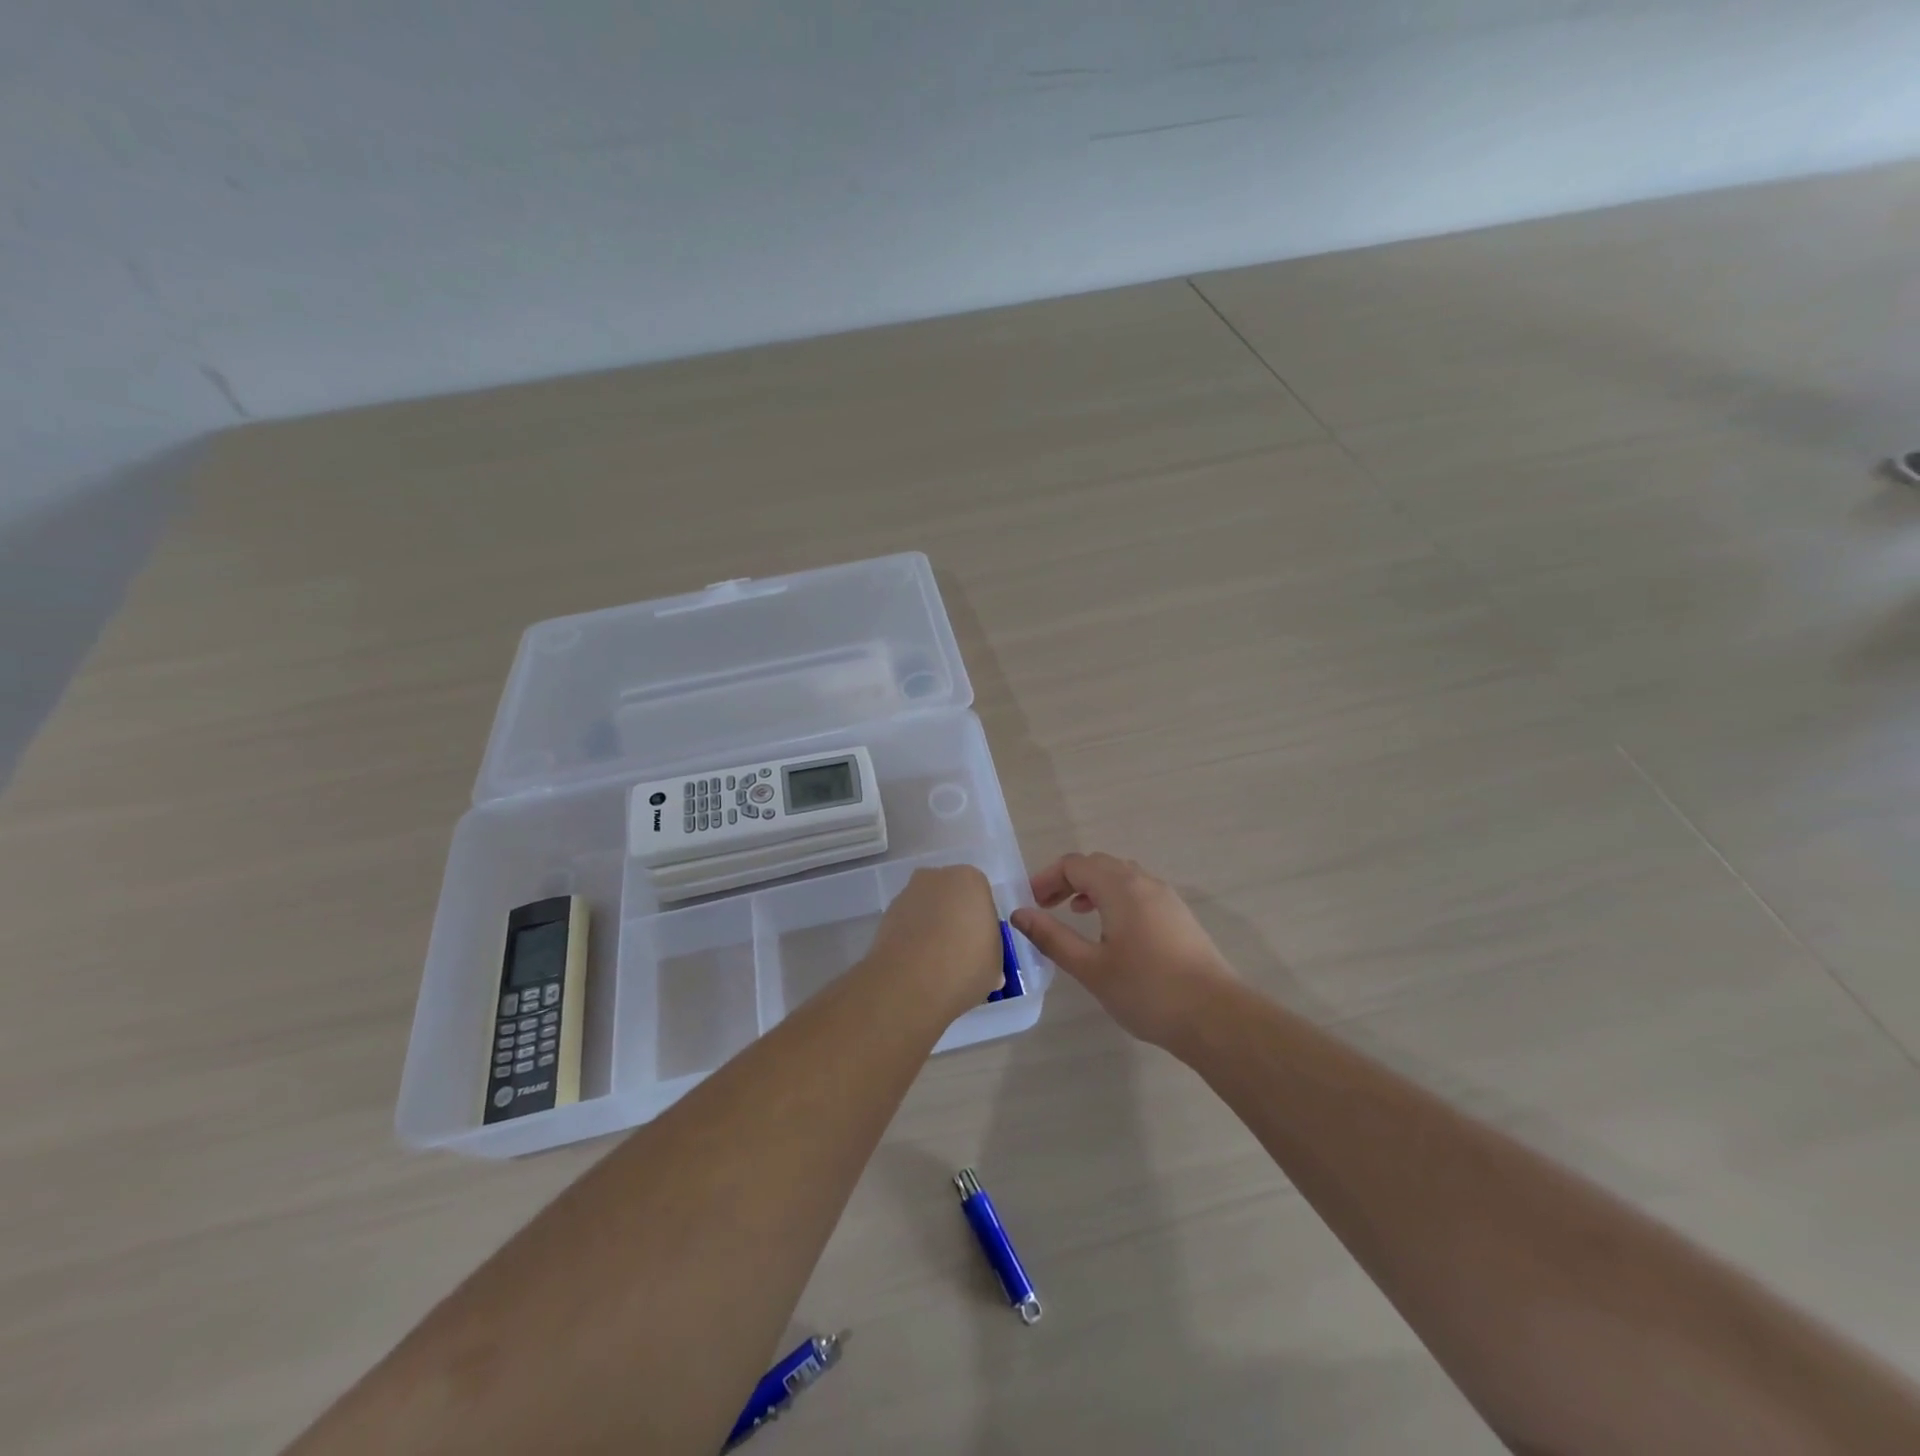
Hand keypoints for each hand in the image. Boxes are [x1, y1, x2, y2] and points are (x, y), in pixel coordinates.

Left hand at [869, 865, 1005, 1018]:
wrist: (910, 983)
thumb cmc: (965, 966)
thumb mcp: (995, 965)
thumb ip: (990, 954)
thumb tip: (982, 964)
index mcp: (971, 880)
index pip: (981, 898)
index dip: (981, 924)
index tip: (980, 948)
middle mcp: (937, 877)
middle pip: (952, 898)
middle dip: (955, 920)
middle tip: (959, 954)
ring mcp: (908, 893)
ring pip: (927, 910)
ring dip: (931, 929)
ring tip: (935, 965)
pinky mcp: (886, 914)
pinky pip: (908, 924)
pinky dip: (912, 939)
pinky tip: (916, 965)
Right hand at [1011, 853, 1236, 1049]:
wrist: (1215, 1016)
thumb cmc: (1147, 990)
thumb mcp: (1091, 968)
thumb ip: (1053, 937)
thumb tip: (1019, 914)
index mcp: (1121, 887)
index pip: (1075, 864)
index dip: (1047, 878)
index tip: (1030, 904)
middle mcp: (1145, 882)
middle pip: (1098, 865)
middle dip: (1068, 880)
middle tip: (1046, 907)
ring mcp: (1167, 897)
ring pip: (1121, 876)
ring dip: (1093, 888)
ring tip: (1076, 914)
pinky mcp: (1179, 916)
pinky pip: (1139, 891)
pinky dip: (1116, 898)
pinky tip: (1112, 931)